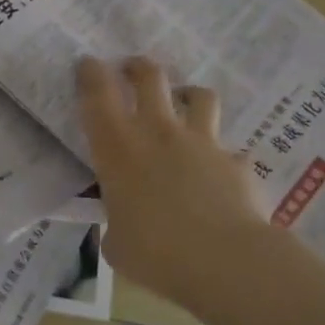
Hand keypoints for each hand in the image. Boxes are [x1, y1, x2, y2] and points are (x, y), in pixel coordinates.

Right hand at [78, 56, 272, 311]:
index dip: (91, 73)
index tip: (89, 63)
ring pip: (199, 96)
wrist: (225, 260)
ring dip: (189, 95)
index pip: (98, 96)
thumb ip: (116, 225)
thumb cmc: (156, 253)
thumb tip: (121, 227)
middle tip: (132, 68)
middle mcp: (159, 133)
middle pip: (150, 78)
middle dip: (138, 67)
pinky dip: (223, 158)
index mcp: (119, 150)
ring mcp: (202, 142)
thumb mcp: (116, 244)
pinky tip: (222, 175)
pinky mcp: (236, 161)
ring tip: (186, 101)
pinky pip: (230, 151)